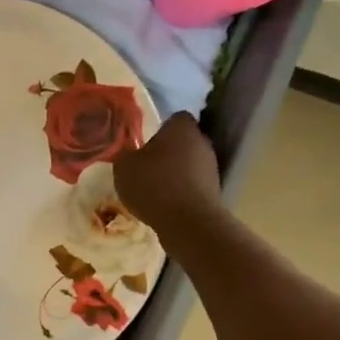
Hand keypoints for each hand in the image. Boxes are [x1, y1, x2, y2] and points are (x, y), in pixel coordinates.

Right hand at [114, 113, 225, 243]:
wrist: (187, 221)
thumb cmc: (153, 184)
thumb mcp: (124, 167)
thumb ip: (126, 154)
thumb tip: (129, 152)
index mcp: (181, 127)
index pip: (174, 118)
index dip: (160, 128)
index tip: (146, 142)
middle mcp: (202, 141)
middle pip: (184, 141)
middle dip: (168, 151)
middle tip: (147, 165)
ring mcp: (211, 166)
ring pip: (189, 163)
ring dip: (175, 172)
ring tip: (154, 188)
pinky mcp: (215, 190)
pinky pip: (193, 184)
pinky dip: (181, 191)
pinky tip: (165, 204)